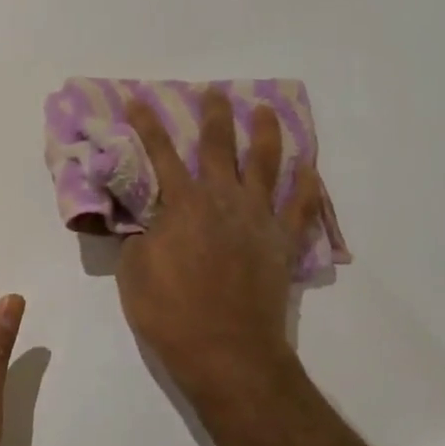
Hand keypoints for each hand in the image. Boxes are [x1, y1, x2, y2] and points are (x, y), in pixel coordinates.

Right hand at [118, 91, 321, 406]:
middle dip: (215, 115)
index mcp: (183, 204)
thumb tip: (143, 216)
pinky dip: (308, 186)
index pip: (160, 154)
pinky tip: (310, 167)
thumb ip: (138, 235)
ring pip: (266, 164)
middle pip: (219, 146)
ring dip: (266, 134)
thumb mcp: (133, 272)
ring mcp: (259, 218)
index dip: (147, 125)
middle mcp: (223, 199)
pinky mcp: (283, 242)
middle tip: (215, 92)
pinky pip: (301, 207)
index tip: (139, 99)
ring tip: (267, 110)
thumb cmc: (172, 313)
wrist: (228, 352)